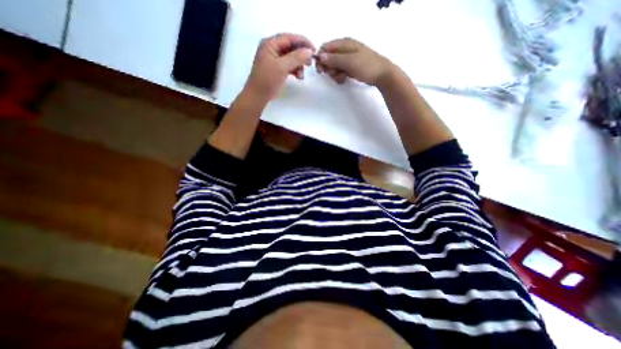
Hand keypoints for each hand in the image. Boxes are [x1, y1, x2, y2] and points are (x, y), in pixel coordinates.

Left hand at [246, 33, 315, 102]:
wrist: (258, 96)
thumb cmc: (267, 80)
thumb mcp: (282, 67)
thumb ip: (296, 58)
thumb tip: (309, 51)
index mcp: (270, 44)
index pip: (289, 38)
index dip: (303, 42)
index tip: (314, 51)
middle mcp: (272, 49)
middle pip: (291, 47)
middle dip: (301, 55)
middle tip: (310, 63)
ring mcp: (274, 59)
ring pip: (291, 57)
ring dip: (299, 65)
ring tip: (301, 75)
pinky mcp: (277, 69)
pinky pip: (289, 65)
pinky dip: (295, 70)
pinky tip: (298, 76)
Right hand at [318, 37, 394, 86]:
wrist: (381, 75)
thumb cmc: (367, 66)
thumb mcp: (350, 62)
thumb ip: (334, 59)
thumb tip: (320, 56)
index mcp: (344, 44)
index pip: (326, 47)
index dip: (321, 58)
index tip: (321, 70)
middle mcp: (344, 50)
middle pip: (328, 58)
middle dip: (328, 68)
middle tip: (334, 74)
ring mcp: (347, 59)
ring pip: (333, 66)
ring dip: (334, 74)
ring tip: (341, 78)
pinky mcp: (349, 68)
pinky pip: (339, 71)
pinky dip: (339, 76)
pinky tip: (344, 79)